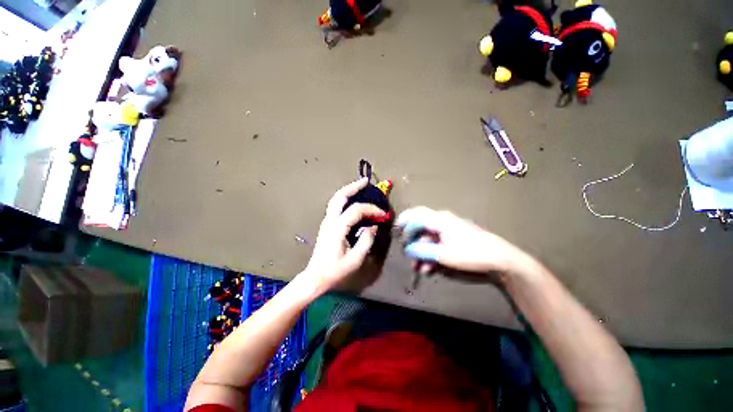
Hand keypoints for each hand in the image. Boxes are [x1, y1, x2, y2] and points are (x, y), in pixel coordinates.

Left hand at [302, 178, 386, 290]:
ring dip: (348, 190)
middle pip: (340, 196)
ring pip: (336, 199)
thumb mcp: (355, 259)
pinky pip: (336, 206)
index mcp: (337, 228)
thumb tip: (373, 226)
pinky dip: (345, 199)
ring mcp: (326, 221)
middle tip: (366, 181)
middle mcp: (330, 220)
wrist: (316, 276)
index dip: (371, 209)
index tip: (383, 215)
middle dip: (353, 187)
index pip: (356, 210)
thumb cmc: (335, 270)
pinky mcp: (327, 224)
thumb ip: (366, 240)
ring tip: (360, 186)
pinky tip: (353, 200)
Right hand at [396, 207, 526, 276]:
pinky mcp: (455, 238)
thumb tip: (408, 249)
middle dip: (413, 242)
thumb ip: (422, 250)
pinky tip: (430, 267)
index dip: (404, 224)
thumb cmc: (471, 253)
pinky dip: (432, 253)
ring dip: (422, 252)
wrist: (500, 259)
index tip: (397, 236)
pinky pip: (437, 243)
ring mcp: (449, 229)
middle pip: (421, 227)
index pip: (416, 216)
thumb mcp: (443, 254)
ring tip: (419, 268)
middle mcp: (442, 220)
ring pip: (429, 238)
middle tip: (408, 256)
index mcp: (439, 219)